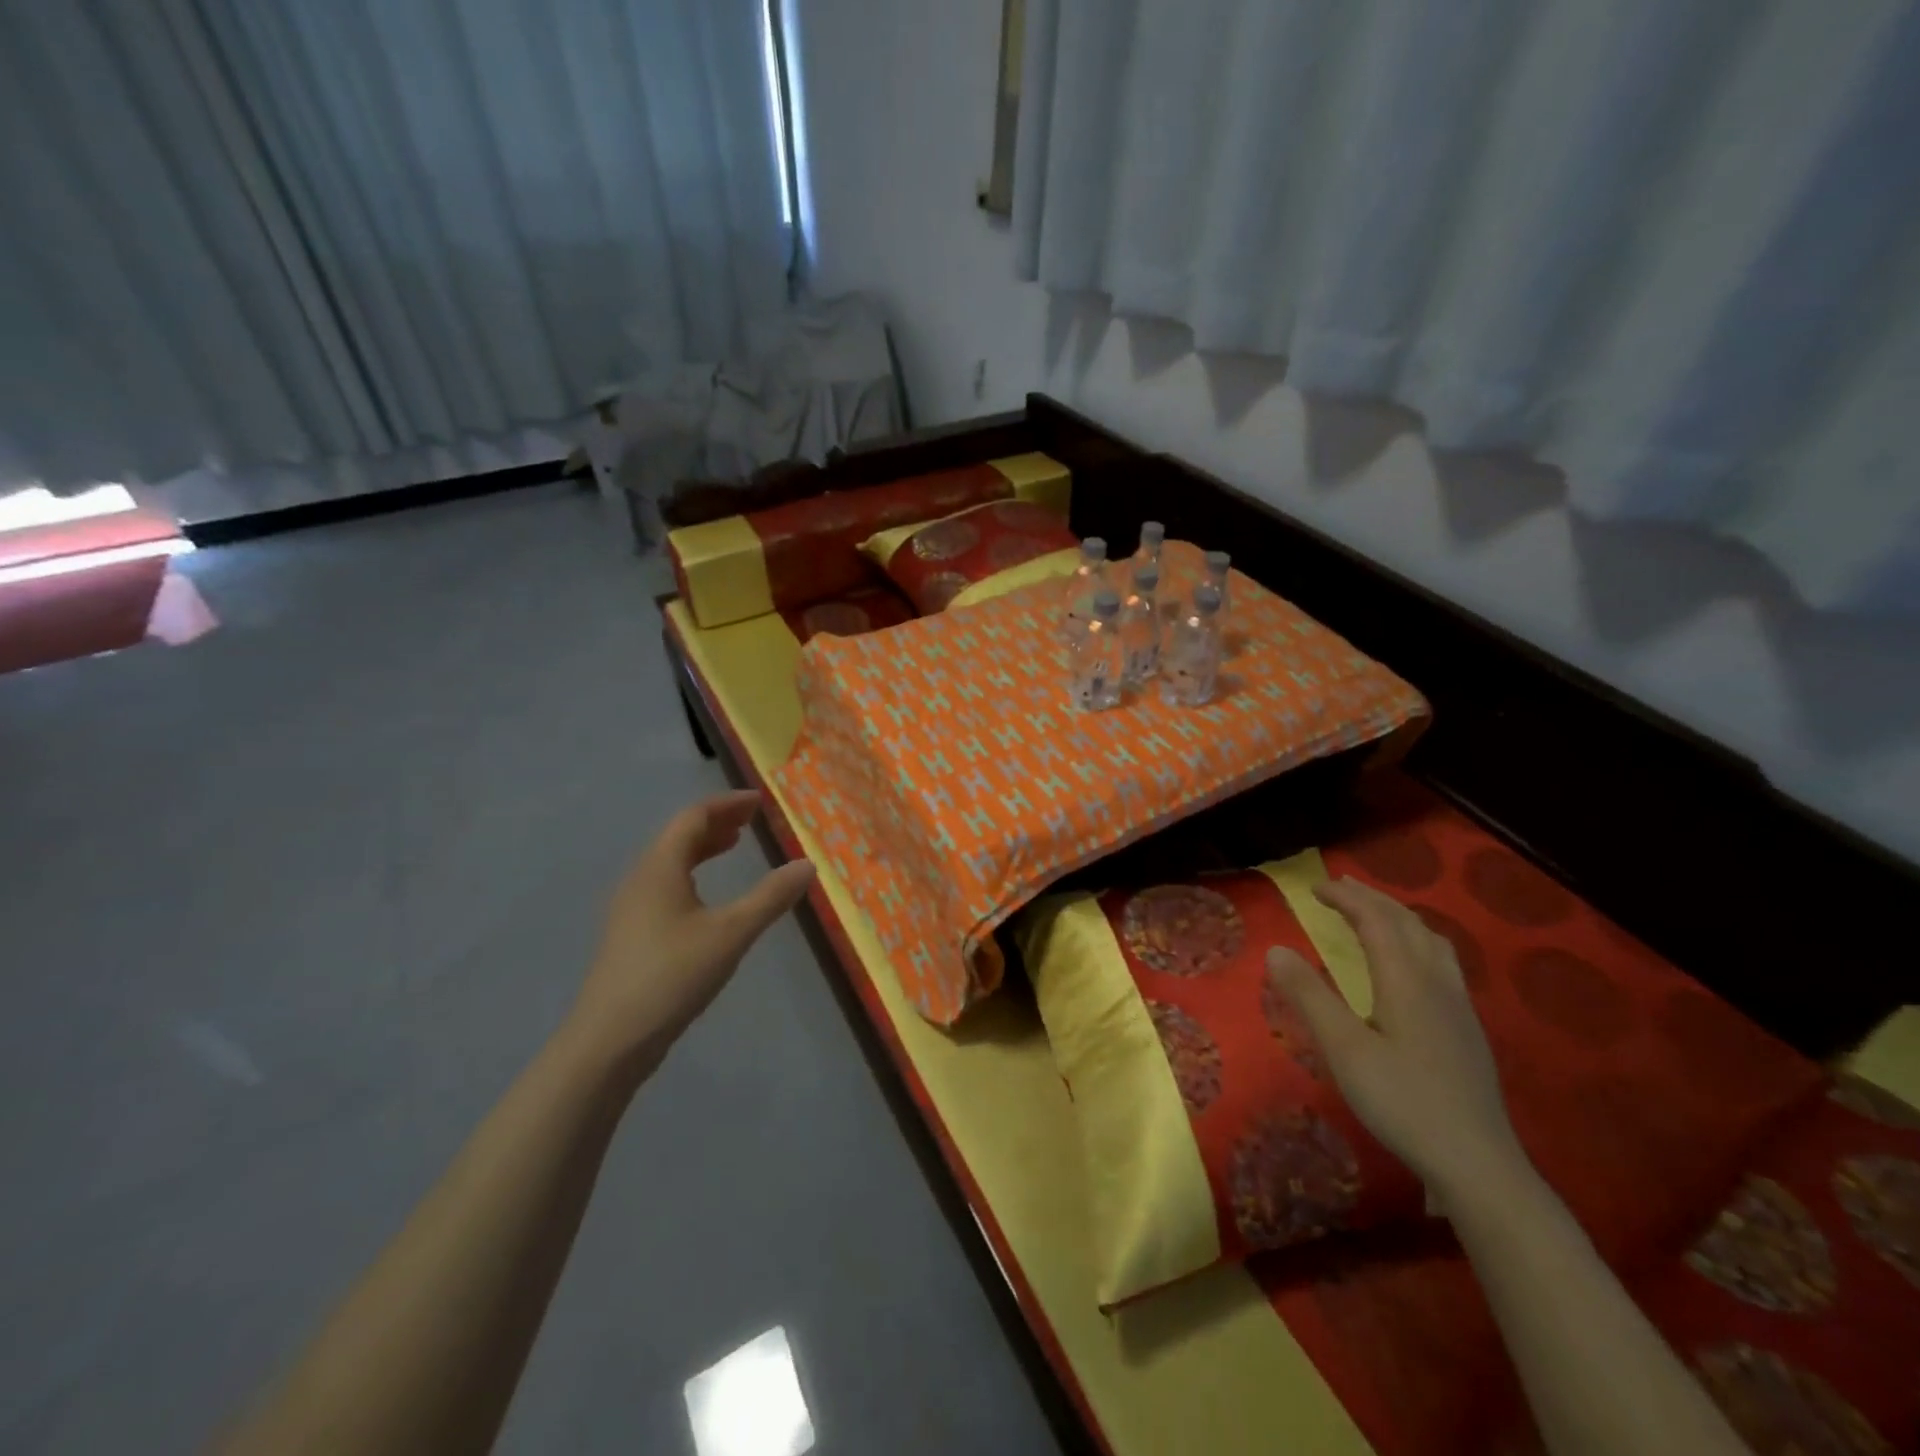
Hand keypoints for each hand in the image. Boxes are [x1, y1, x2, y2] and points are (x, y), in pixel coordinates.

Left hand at [569, 791, 814, 1066]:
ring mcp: (631, 909)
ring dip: (702, 847)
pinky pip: (664, 885)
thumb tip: (807, 865)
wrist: (609, 1041)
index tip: (758, 801)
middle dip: (716, 822)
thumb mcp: (731, 934)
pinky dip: (691, 874)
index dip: (726, 805)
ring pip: (669, 862)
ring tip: (732, 846)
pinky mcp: (630, 935)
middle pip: (678, 836)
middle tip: (751, 820)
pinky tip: (706, 898)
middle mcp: (640, 879)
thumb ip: (770, 897)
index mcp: (660, 868)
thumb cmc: (672, 976)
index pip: (693, 817)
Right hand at [1267, 877, 1528, 1206]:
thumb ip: (1309, 997)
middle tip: (1340, 888)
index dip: (1346, 898)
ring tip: (1376, 914)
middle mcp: (1437, 983)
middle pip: (1408, 924)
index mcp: (1406, 981)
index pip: (1376, 921)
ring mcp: (1459, 1008)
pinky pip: (1443, 962)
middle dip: (1372, 899)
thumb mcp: (1344, 1051)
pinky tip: (1411, 966)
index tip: (1314, 888)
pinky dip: (1418, 941)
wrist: (1478, 1165)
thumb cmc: (1403, 1103)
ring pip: (1432, 942)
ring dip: (1399, 917)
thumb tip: (1275, 949)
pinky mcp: (1467, 1031)